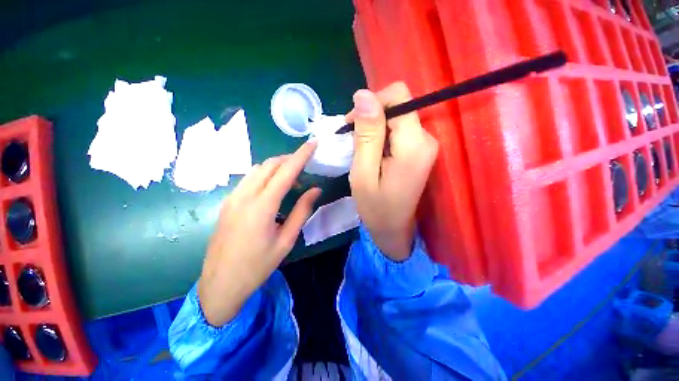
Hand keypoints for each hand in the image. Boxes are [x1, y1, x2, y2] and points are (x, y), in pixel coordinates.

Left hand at [198, 143, 320, 325]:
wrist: (220, 284)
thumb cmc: (257, 266)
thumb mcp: (286, 240)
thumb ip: (302, 211)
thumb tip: (315, 190)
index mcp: (262, 206)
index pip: (285, 171)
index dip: (301, 155)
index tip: (313, 143)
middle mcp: (244, 196)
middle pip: (269, 165)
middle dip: (289, 159)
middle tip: (305, 166)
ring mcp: (232, 198)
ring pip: (257, 170)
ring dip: (277, 167)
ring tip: (291, 180)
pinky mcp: (227, 203)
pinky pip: (249, 179)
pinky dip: (265, 176)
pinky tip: (273, 190)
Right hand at [347, 82, 438, 261]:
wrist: (393, 228)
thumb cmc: (375, 206)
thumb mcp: (363, 172)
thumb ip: (367, 134)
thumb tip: (363, 94)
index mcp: (414, 144)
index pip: (399, 96)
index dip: (373, 104)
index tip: (354, 124)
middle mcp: (427, 138)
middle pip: (397, 105)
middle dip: (372, 119)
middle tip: (355, 142)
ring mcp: (426, 144)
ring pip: (396, 117)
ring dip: (374, 130)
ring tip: (363, 153)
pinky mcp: (420, 150)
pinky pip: (398, 130)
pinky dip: (381, 137)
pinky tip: (373, 155)